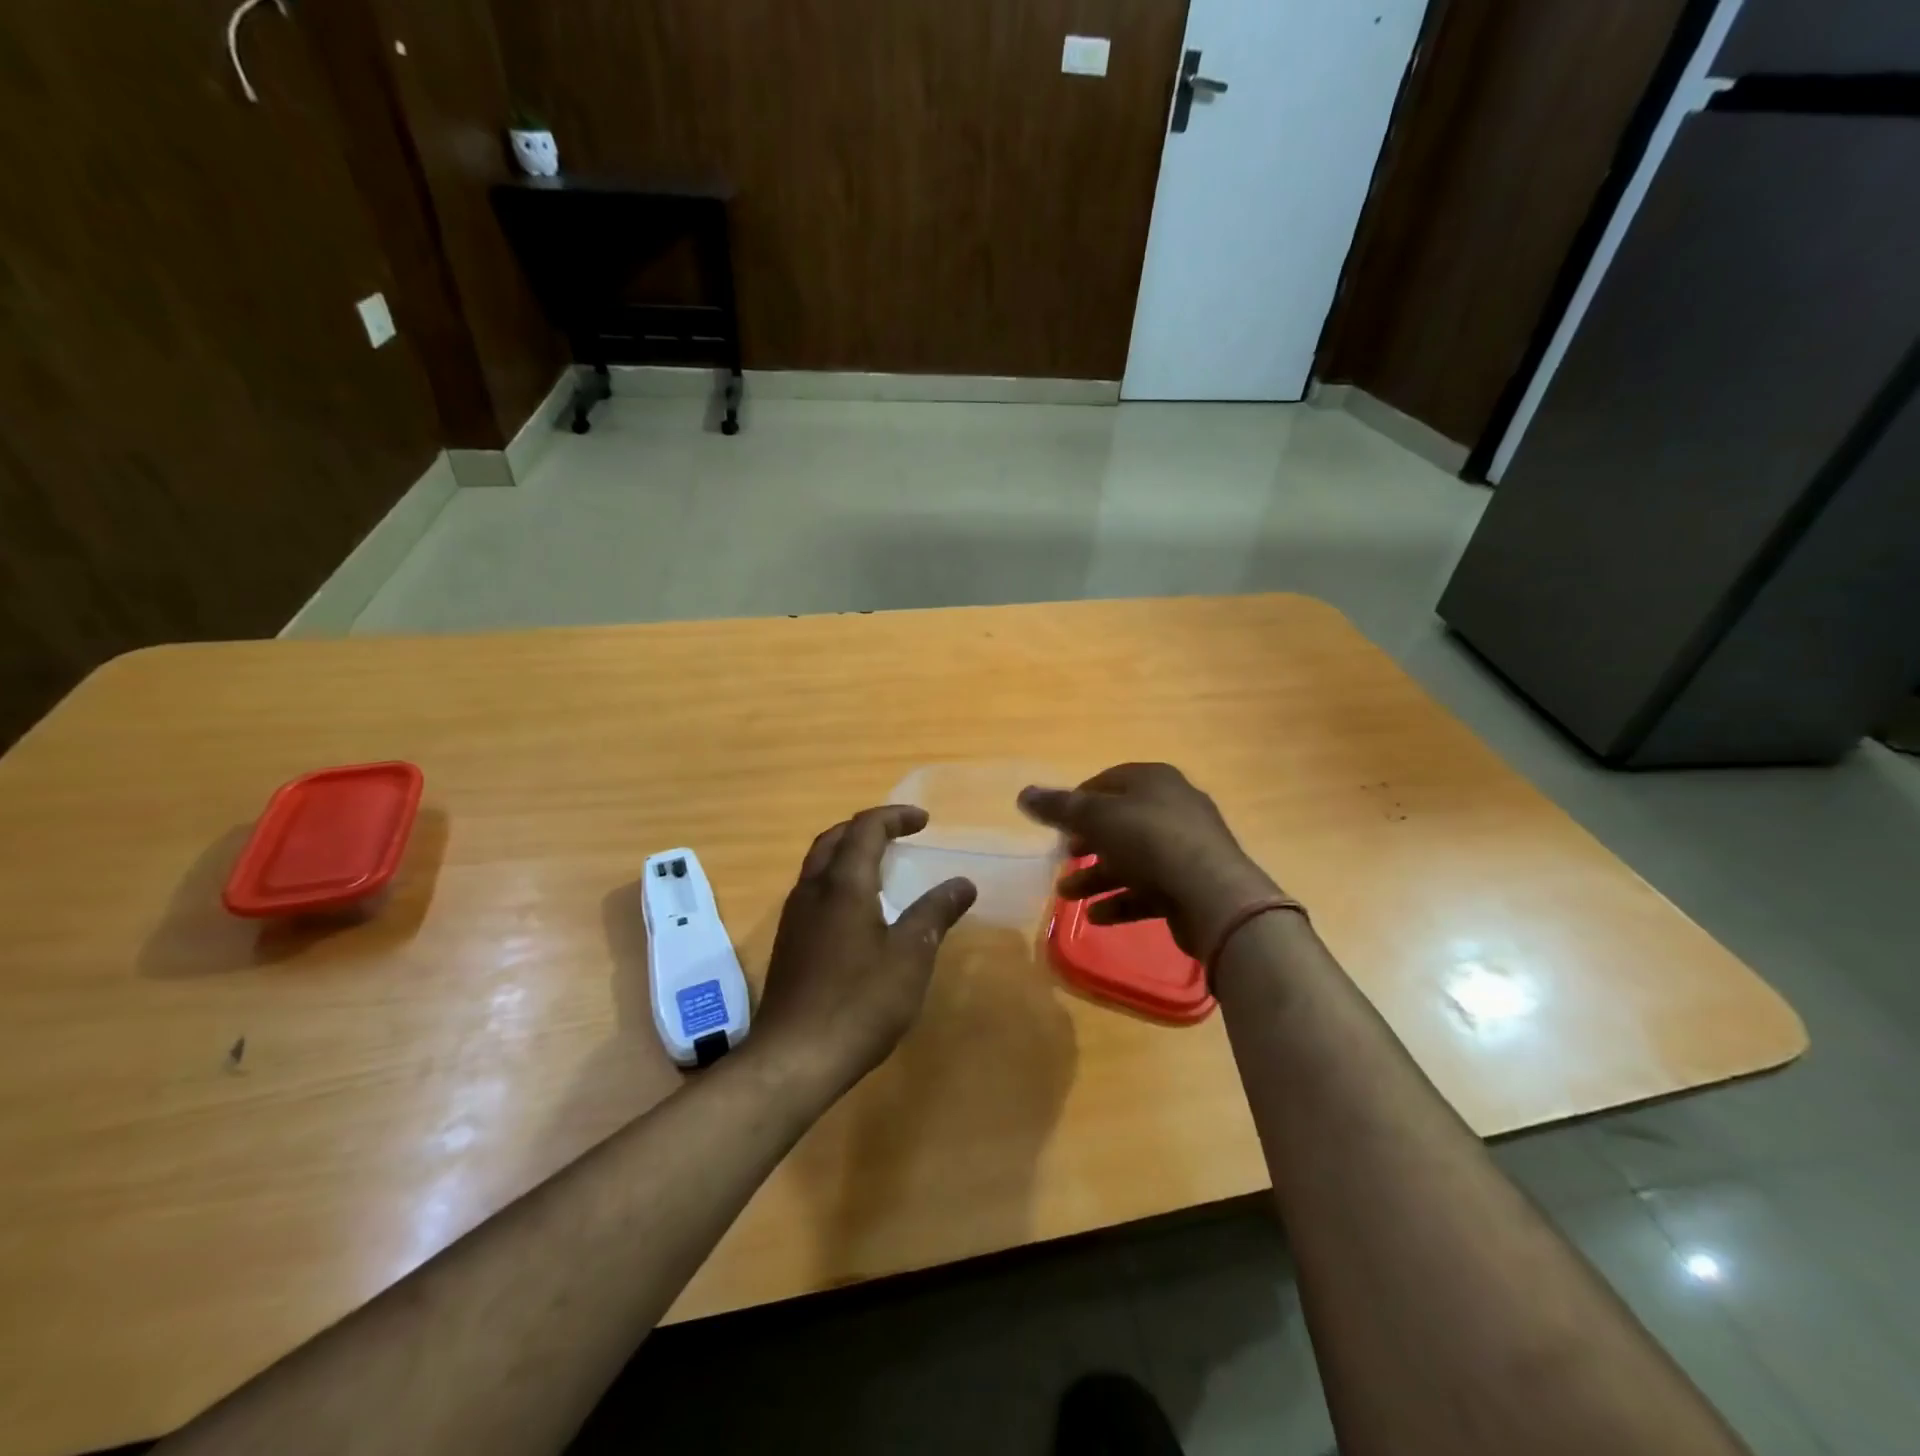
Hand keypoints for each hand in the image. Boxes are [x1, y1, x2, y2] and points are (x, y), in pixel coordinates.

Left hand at [751, 805, 976, 1097]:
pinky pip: (814, 891)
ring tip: (881, 866)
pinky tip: (858, 911)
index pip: (865, 829)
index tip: (923, 821)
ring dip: (848, 853)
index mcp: (843, 884)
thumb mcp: (910, 957)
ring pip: (819, 865)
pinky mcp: (789, 943)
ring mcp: (794, 917)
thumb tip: (963, 883)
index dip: (895, 817)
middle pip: (834, 839)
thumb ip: (936, 913)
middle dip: (867, 828)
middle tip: (899, 834)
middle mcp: (812, 890)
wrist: (794, 1057)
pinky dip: (838, 880)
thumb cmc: (859, 1001)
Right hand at [1018, 763, 1280, 956]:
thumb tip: (1023, 793)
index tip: (1055, 824)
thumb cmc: (1150, 841)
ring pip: (1131, 858)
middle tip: (1063, 857)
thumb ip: (1059, 808)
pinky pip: (1148, 888)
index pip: (1107, 782)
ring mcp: (1184, 847)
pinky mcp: (1190, 884)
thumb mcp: (1096, 818)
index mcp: (1154, 781)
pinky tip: (1096, 915)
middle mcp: (1172, 807)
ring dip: (1096, 876)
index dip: (1077, 800)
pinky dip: (1121, 899)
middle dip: (1086, 842)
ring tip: (1066, 895)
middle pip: (1119, 822)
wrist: (1213, 895)